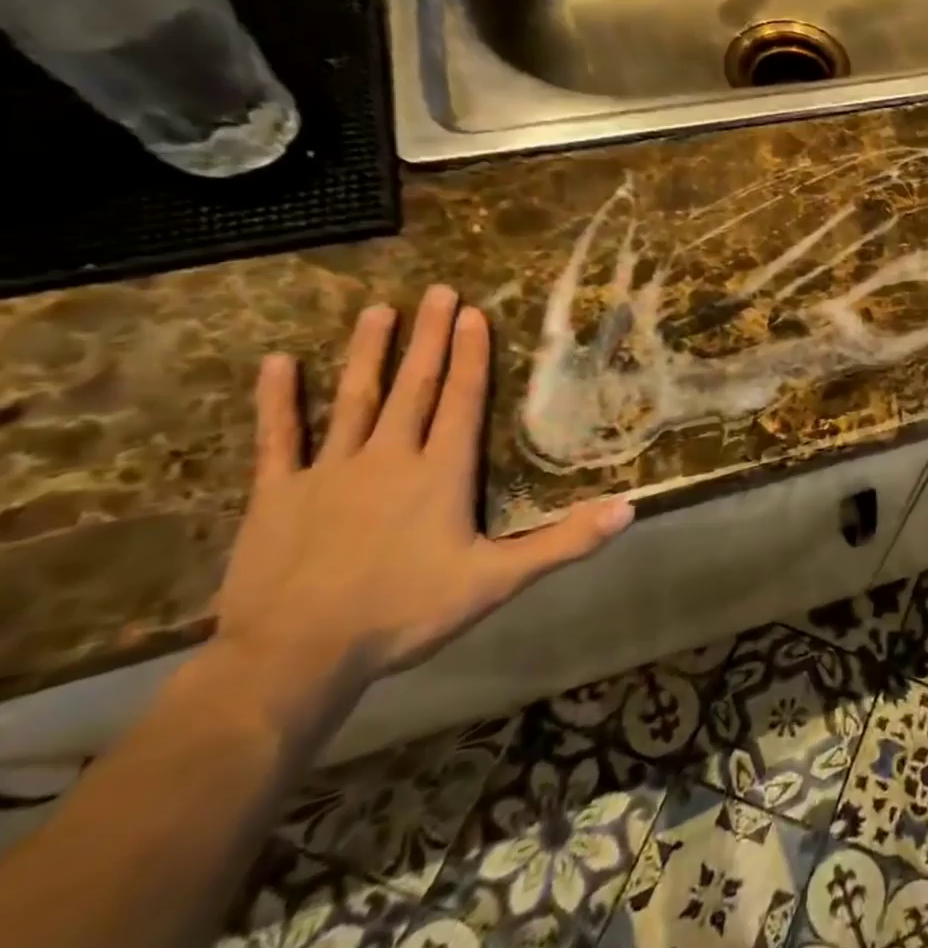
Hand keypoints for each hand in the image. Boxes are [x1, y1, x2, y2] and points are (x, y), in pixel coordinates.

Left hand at [214, 285, 634, 692]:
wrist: (296, 656)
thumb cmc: (406, 612)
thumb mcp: (499, 580)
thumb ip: (565, 541)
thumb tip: (630, 508)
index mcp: (440, 473)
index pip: (462, 401)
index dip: (471, 355)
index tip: (473, 313)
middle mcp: (388, 457)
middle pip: (413, 386)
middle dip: (428, 337)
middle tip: (436, 290)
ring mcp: (328, 471)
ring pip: (353, 399)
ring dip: (368, 353)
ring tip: (377, 310)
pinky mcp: (278, 494)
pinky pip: (278, 438)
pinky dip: (278, 400)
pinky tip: (278, 363)